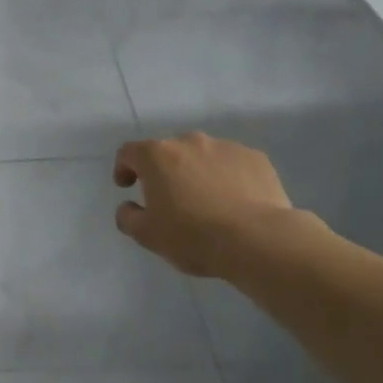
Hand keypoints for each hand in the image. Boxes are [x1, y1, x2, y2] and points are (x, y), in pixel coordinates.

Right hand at [113, 132, 302, 279]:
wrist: (258, 240)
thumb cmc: (193, 236)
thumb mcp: (147, 235)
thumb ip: (127, 217)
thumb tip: (128, 207)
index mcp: (157, 156)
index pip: (129, 152)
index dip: (123, 168)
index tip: (127, 187)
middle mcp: (189, 142)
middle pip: (168, 152)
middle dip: (164, 171)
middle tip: (170, 199)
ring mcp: (226, 147)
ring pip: (202, 156)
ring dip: (197, 172)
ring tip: (207, 202)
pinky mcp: (256, 158)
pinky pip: (232, 164)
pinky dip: (227, 177)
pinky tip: (234, 202)